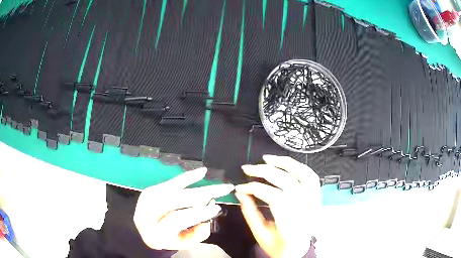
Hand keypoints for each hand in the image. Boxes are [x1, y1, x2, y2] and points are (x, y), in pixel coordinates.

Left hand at [134, 168, 233, 249]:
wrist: (146, 231)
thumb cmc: (170, 239)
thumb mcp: (185, 242)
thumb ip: (199, 231)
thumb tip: (210, 208)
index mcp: (156, 233)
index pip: (177, 220)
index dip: (197, 213)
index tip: (216, 207)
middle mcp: (147, 214)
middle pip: (174, 200)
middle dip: (201, 194)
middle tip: (222, 190)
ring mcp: (146, 199)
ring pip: (173, 189)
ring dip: (196, 184)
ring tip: (214, 183)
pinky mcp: (150, 190)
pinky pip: (171, 182)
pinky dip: (187, 177)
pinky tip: (201, 172)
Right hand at [235, 155, 320, 257]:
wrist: (298, 249)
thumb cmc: (279, 246)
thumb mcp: (260, 235)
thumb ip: (250, 213)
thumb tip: (241, 193)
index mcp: (292, 226)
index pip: (275, 198)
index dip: (255, 189)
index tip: (241, 187)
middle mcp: (307, 212)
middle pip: (288, 183)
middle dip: (265, 172)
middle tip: (248, 169)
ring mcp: (314, 203)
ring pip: (303, 175)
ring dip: (285, 163)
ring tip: (267, 159)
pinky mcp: (316, 198)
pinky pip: (311, 177)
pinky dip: (298, 166)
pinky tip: (285, 163)